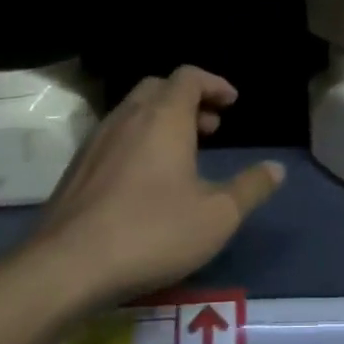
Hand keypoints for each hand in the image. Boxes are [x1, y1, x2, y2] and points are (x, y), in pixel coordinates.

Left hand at [33, 67, 283, 306]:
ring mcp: (97, 140)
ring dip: (162, 119)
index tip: (232, 102)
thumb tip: (276, 168)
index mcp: (164, 117)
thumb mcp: (217, 216)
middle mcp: (128, 117)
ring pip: (134, 110)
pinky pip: (115, 135)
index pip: (189, 77)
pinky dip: (138, 139)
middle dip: (188, 99)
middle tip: (211, 127)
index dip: (214, 83)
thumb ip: (250, 188)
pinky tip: (145, 179)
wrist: (67, 266)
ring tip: (183, 154)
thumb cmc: (152, 233)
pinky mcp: (77, 167)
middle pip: (159, 87)